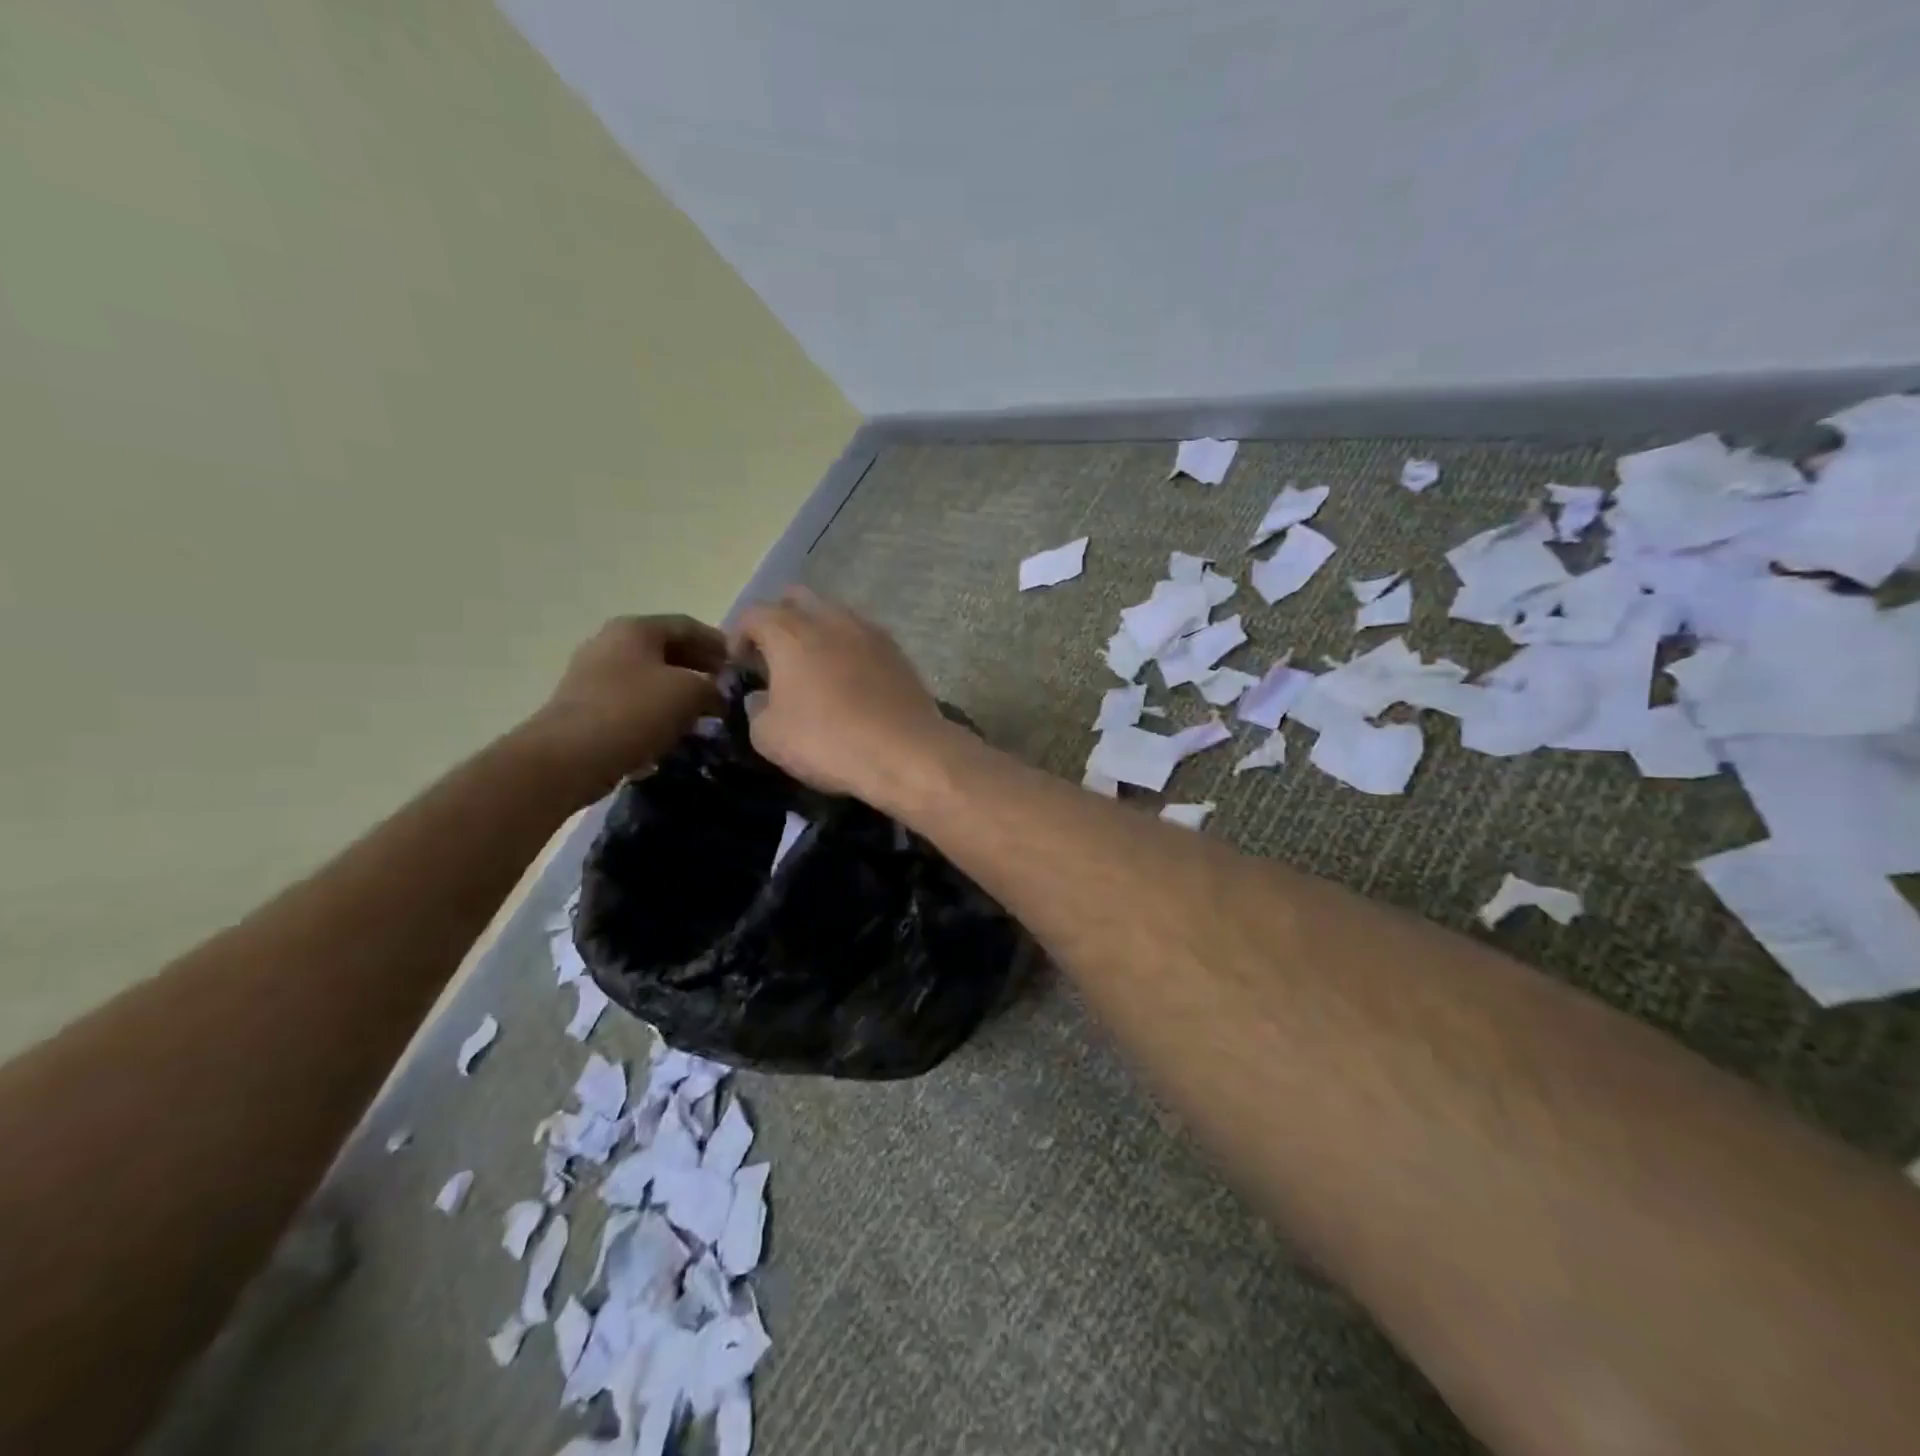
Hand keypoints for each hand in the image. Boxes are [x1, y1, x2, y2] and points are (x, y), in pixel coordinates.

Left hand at [525, 615, 726, 800]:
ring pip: (652, 678)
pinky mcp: (587, 706)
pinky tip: (675, 733)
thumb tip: (718, 694)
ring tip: (707, 716)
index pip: (689, 625)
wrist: (568, 758)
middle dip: (701, 669)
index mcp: (636, 628)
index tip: (744, 667)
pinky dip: (659, 712)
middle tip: (727, 692)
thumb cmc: (633, 712)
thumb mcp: (690, 692)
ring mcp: (595, 675)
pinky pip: (634, 702)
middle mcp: (611, 643)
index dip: (720, 644)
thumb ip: (713, 686)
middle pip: (668, 650)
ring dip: (681, 693)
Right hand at [731, 589, 953, 804]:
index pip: (753, 613)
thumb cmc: (828, 741)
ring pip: (834, 613)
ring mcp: (869, 632)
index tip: (739, 664)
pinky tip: (849, 679)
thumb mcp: (769, 737)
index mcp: (791, 633)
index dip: (738, 635)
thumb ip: (756, 709)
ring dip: (817, 631)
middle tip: (774, 656)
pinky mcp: (897, 651)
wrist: (906, 752)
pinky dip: (848, 648)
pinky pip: (862, 636)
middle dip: (779, 619)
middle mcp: (830, 620)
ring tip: (813, 667)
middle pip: (797, 599)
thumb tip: (761, 697)